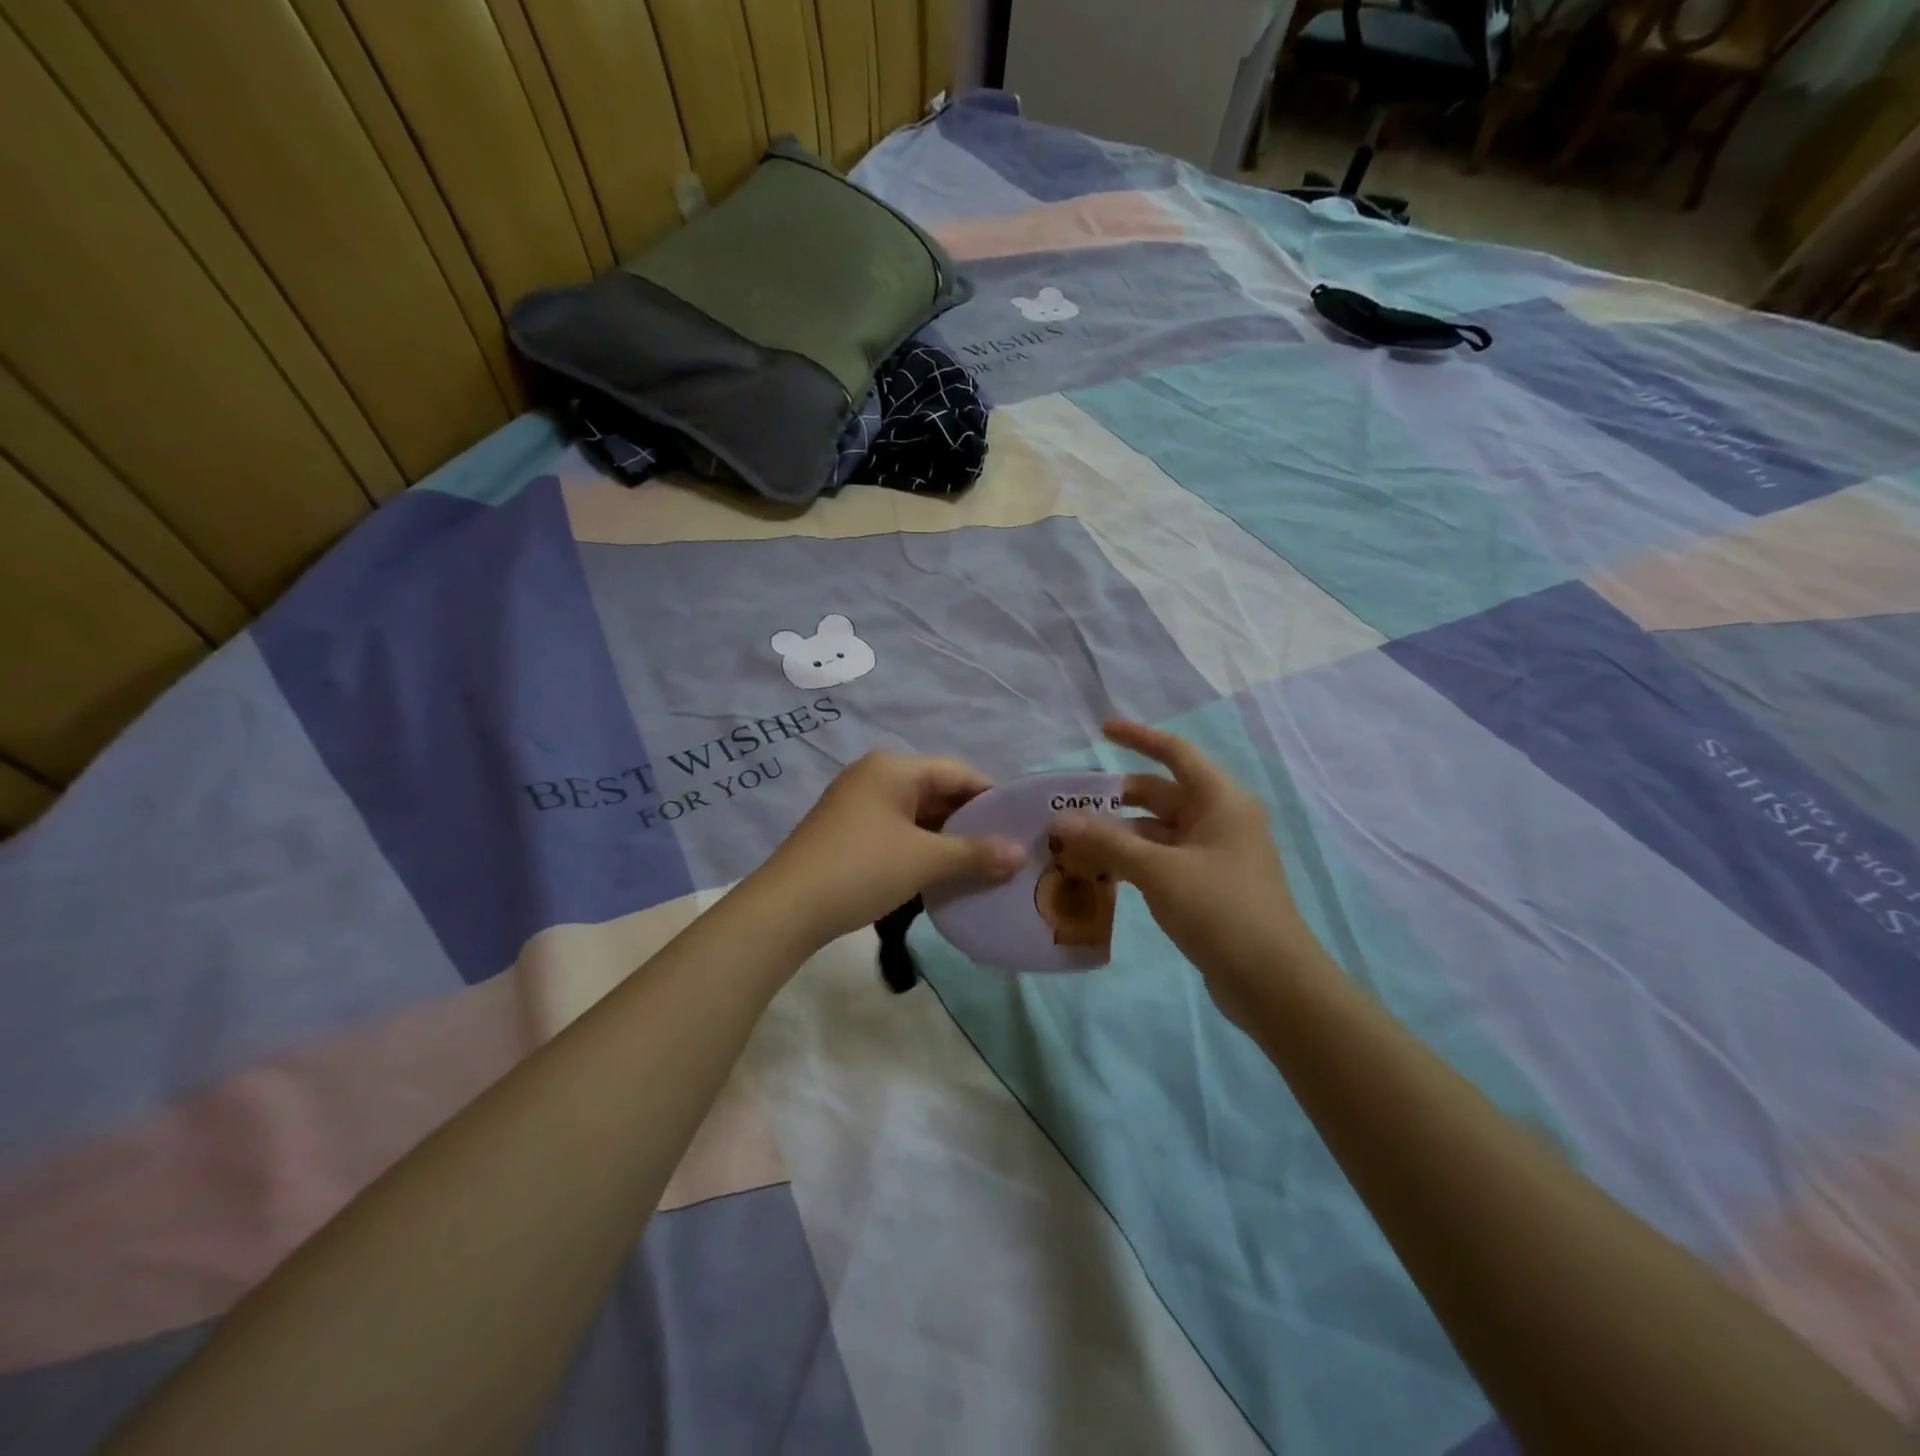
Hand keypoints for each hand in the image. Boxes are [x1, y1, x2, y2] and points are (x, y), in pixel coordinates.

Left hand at [754, 752, 1024, 950]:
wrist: (786, 908)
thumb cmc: (861, 869)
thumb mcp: (925, 860)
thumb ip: (976, 854)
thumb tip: (1022, 854)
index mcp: (894, 768)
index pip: (958, 772)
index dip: (993, 798)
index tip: (1021, 827)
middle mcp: (875, 776)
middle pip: (938, 792)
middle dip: (972, 822)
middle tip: (1006, 852)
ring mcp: (858, 804)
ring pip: (918, 815)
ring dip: (948, 840)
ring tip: (981, 867)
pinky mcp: (848, 832)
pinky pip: (898, 831)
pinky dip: (922, 849)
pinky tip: (941, 874)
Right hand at [1051, 721, 1317, 1026]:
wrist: (1272, 982)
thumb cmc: (1220, 909)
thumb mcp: (1159, 871)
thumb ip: (1107, 842)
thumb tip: (1060, 822)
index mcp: (1220, 800)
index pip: (1175, 753)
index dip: (1138, 737)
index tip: (1101, 730)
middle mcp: (1219, 819)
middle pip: (1160, 794)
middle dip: (1115, 798)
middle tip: (1069, 806)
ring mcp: (1214, 854)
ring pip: (1157, 831)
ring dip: (1119, 834)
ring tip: (1072, 843)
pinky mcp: (1207, 886)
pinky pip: (1162, 859)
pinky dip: (1132, 860)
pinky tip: (1099, 873)